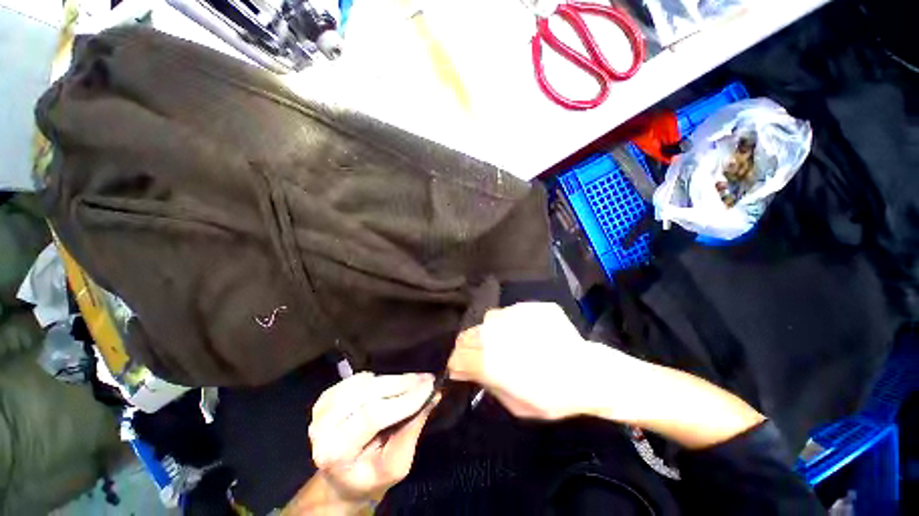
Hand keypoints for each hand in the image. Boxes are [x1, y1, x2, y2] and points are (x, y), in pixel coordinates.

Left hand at [307, 372, 436, 502]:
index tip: (429, 386)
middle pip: (367, 393)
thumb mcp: (397, 466)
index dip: (404, 398)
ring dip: (392, 379)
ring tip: (413, 382)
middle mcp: (322, 429)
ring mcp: (320, 411)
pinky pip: (358, 378)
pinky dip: (378, 377)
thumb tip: (433, 395)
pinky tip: (390, 385)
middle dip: (402, 383)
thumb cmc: (371, 477)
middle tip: (426, 378)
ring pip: (363, 382)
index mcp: (336, 453)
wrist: (342, 479)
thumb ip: (412, 430)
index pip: (372, 416)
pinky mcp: (325, 398)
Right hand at [448, 302, 622, 419]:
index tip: (462, 368)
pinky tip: (528, 333)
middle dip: (471, 346)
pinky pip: (512, 312)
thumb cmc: (551, 397)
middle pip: (468, 335)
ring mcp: (513, 314)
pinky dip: (513, 323)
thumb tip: (470, 371)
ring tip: (507, 342)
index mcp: (489, 359)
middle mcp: (495, 331)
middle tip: (484, 355)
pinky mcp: (530, 306)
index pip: (457, 355)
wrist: (588, 374)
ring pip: (489, 319)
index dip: (457, 363)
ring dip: (491, 332)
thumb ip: (487, 384)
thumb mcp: (515, 405)